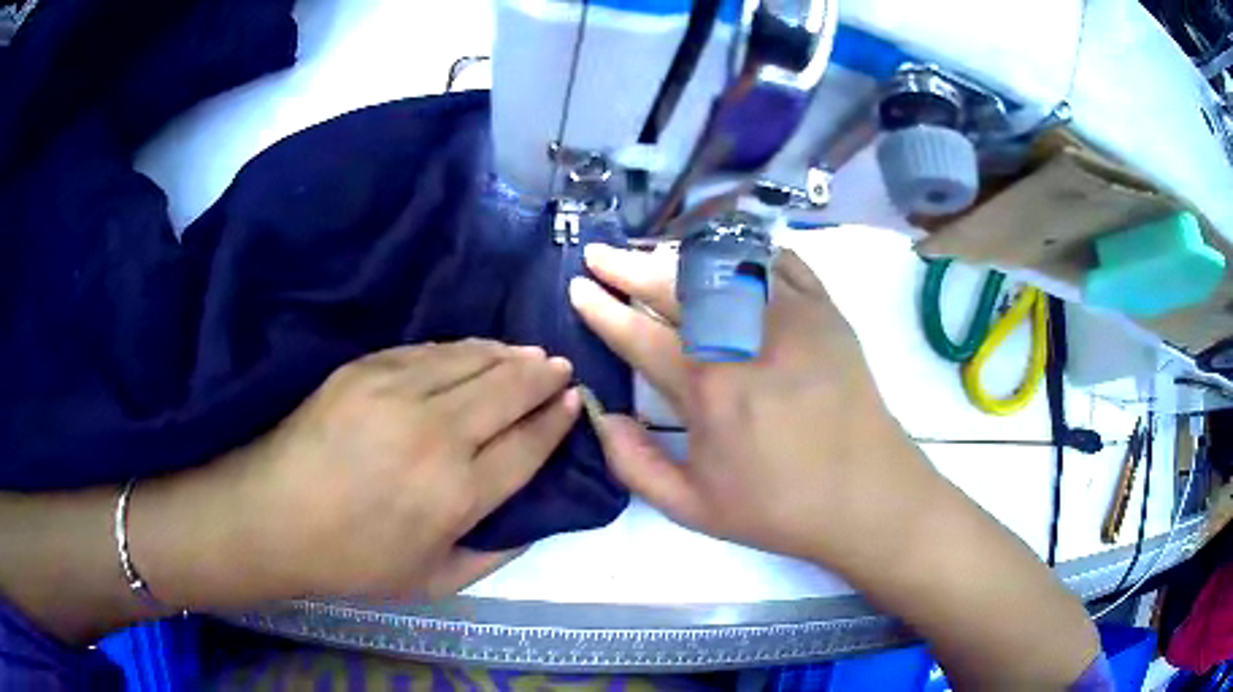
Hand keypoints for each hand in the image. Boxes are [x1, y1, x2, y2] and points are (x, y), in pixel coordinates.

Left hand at [132, 340, 578, 605]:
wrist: (273, 516)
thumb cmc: (353, 560)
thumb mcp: (433, 581)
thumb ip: (493, 555)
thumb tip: (532, 521)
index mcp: (457, 494)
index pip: (527, 444)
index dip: (556, 420)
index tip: (574, 402)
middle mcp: (436, 435)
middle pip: (508, 390)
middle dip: (543, 376)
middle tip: (560, 368)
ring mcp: (397, 393)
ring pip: (472, 361)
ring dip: (507, 355)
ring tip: (529, 353)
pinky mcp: (365, 369)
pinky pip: (429, 351)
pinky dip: (461, 350)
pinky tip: (474, 351)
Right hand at [569, 245, 938, 567]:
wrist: (868, 496)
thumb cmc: (780, 508)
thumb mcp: (693, 508)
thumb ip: (633, 464)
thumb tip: (602, 413)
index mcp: (709, 388)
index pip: (638, 333)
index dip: (601, 309)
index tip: (578, 288)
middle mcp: (745, 338)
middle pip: (674, 285)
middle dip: (627, 266)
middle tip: (600, 254)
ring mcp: (791, 316)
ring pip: (722, 266)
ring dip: (678, 255)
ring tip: (653, 255)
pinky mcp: (826, 311)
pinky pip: (780, 263)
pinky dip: (748, 254)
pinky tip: (727, 257)